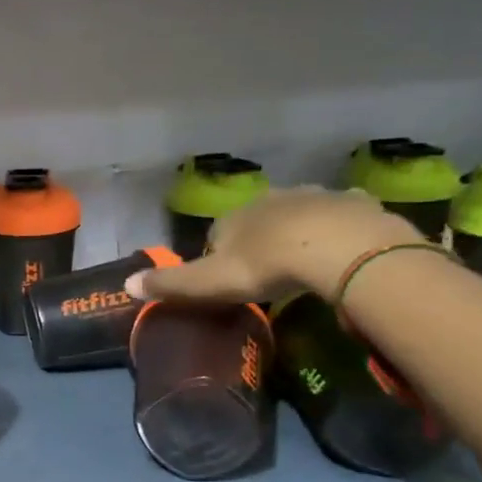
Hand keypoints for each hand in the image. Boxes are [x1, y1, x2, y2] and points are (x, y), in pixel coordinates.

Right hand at [127, 186, 421, 303]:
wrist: (340, 248)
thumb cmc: (266, 265)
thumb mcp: (210, 282)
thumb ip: (170, 284)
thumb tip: (127, 284)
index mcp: (233, 217)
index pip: (217, 235)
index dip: (221, 257)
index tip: (231, 281)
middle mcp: (269, 198)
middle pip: (258, 219)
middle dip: (261, 239)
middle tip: (270, 273)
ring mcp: (314, 196)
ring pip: (299, 213)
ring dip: (299, 231)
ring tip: (307, 263)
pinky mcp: (354, 203)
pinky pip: (342, 214)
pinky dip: (340, 227)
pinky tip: (344, 249)